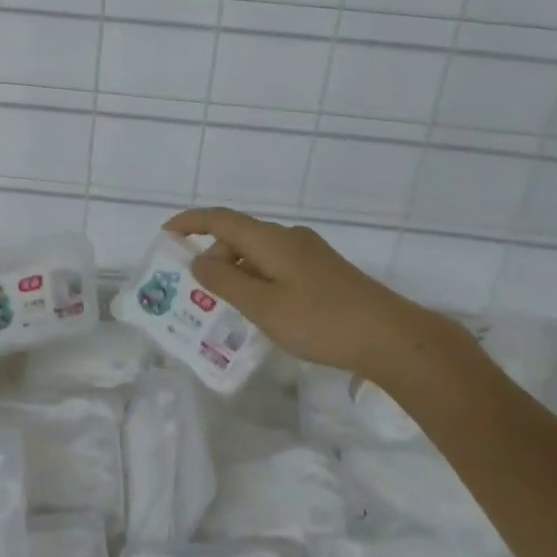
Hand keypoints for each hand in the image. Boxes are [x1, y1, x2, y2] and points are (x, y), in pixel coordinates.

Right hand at [165, 208, 475, 382]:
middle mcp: (289, 237)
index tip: (166, 234)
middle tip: (197, 293)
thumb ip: (225, 282)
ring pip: (259, 254)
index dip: (190, 222)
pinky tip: (262, 311)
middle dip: (214, 258)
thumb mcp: (262, 306)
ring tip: (226, 309)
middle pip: (239, 236)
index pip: (220, 219)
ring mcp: (310, 253)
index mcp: (270, 239)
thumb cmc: (319, 320)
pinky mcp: (324, 272)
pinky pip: (277, 267)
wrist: (390, 336)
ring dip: (237, 273)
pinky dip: (258, 281)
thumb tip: (200, 261)